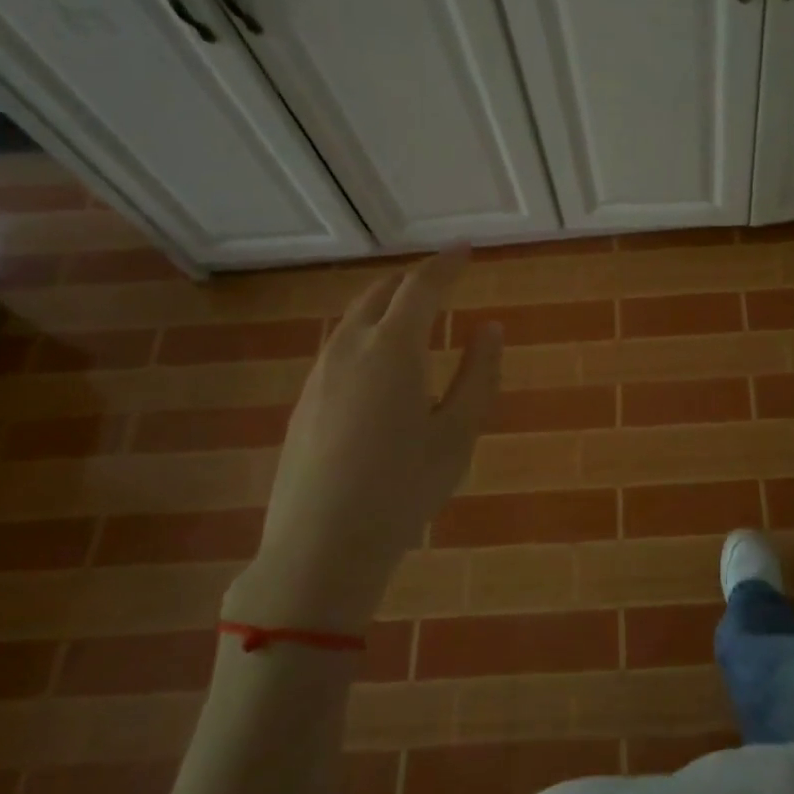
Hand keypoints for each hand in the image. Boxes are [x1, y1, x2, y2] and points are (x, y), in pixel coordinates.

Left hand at [223, 249, 500, 635]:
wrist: (321, 545)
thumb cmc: (404, 487)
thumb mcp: (458, 433)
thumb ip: (478, 374)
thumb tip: (490, 328)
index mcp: (393, 348)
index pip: (422, 286)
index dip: (446, 264)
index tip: (466, 249)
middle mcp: (349, 349)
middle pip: (381, 294)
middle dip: (413, 280)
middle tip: (441, 281)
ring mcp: (319, 374)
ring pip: (354, 320)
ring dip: (386, 307)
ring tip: (412, 317)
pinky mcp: (304, 401)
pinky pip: (339, 347)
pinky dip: (366, 336)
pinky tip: (379, 366)